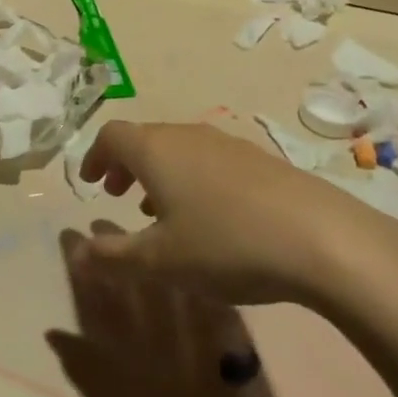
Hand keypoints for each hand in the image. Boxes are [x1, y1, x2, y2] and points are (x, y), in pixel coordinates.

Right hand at [75, 121, 397, 308]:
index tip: (90, 183)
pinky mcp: (258, 159)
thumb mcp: (161, 261)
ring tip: (159, 212)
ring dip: (158, 174)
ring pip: (177, 149)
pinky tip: (209, 217)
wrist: (321, 237)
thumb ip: (113, 256)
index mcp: (154, 149)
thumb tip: (76, 251)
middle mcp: (186, 135)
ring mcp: (225, 143)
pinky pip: (207, 159)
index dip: (94, 156)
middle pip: (144, 138)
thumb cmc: (225, 244)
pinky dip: (190, 179)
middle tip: (117, 195)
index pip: (111, 136)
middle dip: (125, 165)